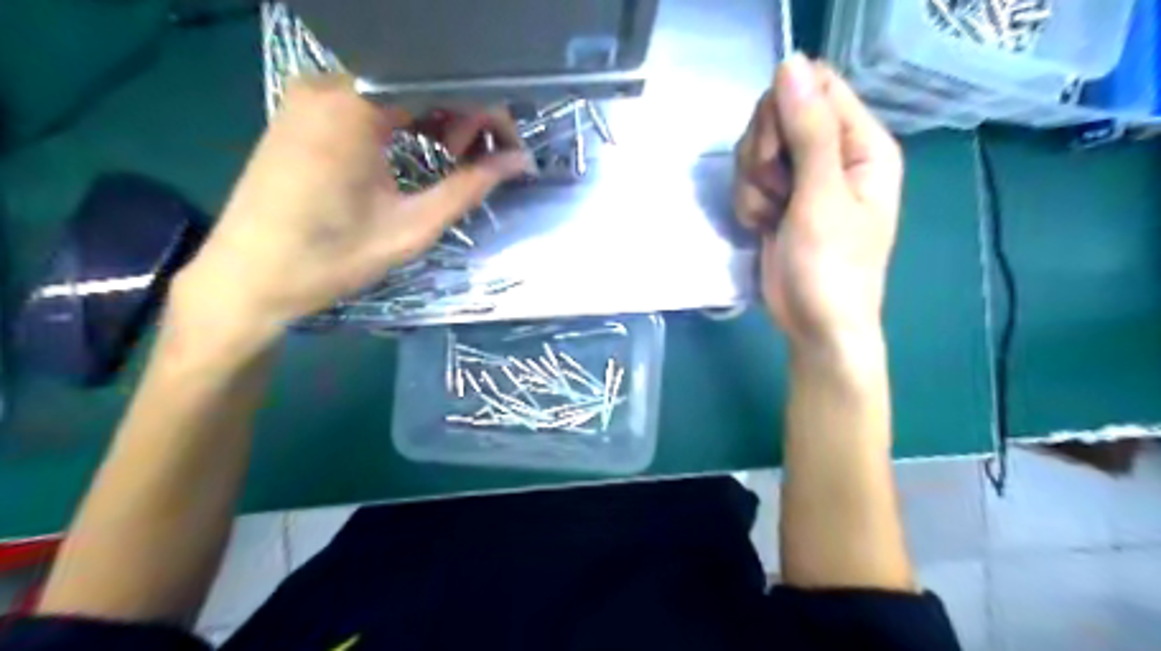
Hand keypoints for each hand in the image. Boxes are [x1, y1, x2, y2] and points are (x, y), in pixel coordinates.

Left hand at [172, 73, 528, 338]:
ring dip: (436, 119)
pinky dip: (405, 121)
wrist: (247, 279)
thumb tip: (518, 162)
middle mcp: (328, 85)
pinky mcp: (303, 111)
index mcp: (353, 107)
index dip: (487, 115)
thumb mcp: (411, 227)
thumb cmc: (330, 259)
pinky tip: (417, 151)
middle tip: (478, 163)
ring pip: (397, 89)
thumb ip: (468, 187)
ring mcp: (310, 94)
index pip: (443, 85)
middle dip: (463, 117)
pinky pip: (370, 101)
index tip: (507, 155)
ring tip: (452, 161)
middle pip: (420, 80)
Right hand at [733, 57, 906, 351]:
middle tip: (775, 191)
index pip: (816, 88)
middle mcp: (832, 153)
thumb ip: (808, 130)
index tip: (776, 151)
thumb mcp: (822, 198)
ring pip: (756, 148)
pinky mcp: (777, 199)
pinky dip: (747, 203)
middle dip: (764, 155)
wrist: (814, 325)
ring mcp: (801, 177)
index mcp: (860, 144)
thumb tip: (790, 63)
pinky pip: (747, 177)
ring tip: (771, 217)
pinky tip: (762, 227)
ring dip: (753, 184)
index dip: (784, 111)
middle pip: (777, 114)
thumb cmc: (832, 268)